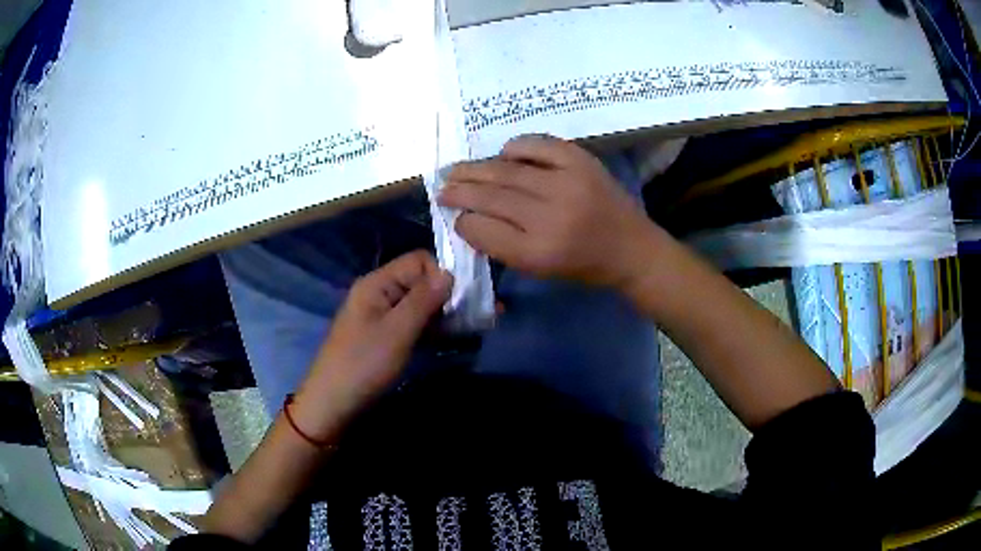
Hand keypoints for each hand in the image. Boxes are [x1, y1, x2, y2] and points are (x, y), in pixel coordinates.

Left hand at [291, 250, 451, 440]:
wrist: (333, 401)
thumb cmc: (364, 363)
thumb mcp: (398, 331)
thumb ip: (423, 299)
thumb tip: (450, 272)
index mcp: (377, 283)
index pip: (418, 260)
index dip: (443, 274)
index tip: (464, 298)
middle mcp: (379, 292)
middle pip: (419, 280)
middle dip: (445, 294)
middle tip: (471, 315)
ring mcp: (380, 314)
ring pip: (418, 302)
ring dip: (440, 313)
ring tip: (464, 328)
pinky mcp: (383, 334)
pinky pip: (411, 321)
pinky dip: (429, 327)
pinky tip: (445, 338)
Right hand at [439, 135, 657, 289]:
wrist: (632, 248)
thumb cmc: (584, 266)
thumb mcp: (540, 269)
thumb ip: (503, 245)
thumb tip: (469, 217)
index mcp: (538, 252)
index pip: (483, 230)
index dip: (463, 221)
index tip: (455, 216)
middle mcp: (550, 216)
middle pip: (490, 196)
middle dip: (459, 191)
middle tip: (441, 186)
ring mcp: (567, 183)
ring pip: (507, 170)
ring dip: (476, 168)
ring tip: (456, 169)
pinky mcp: (582, 161)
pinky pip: (538, 145)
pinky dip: (516, 147)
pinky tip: (504, 154)